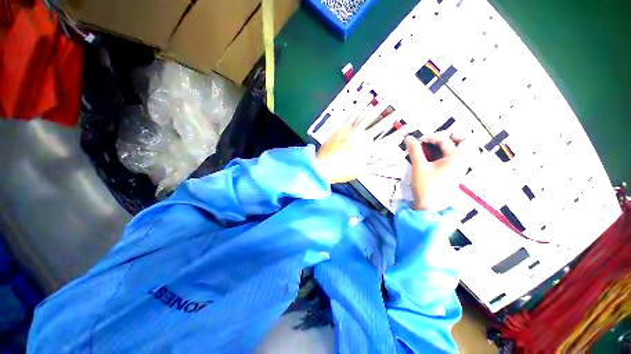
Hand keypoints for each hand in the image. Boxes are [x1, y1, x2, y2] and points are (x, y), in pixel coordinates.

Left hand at [316, 105, 406, 183]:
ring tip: (385, 100)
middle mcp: (362, 137)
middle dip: (392, 117)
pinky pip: (352, 115)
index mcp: (368, 149)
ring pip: (367, 117)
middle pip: (380, 125)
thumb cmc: (342, 171)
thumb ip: (378, 166)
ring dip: (378, 108)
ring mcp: (351, 130)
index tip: (408, 126)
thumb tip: (390, 161)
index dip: (400, 133)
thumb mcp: (362, 172)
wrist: (323, 166)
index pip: (388, 139)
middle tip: (400, 110)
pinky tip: (364, 103)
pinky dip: (359, 108)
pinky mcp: (341, 127)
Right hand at [405, 132, 470, 211]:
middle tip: (437, 138)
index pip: (445, 140)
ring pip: (464, 149)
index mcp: (456, 157)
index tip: (418, 140)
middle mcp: (463, 161)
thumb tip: (408, 137)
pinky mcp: (456, 173)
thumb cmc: (426, 186)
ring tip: (436, 145)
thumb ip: (414, 150)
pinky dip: (449, 152)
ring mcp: (461, 167)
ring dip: (452, 144)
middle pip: (466, 141)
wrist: (431, 207)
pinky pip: (458, 157)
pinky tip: (436, 156)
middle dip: (452, 136)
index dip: (430, 136)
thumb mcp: (419, 166)